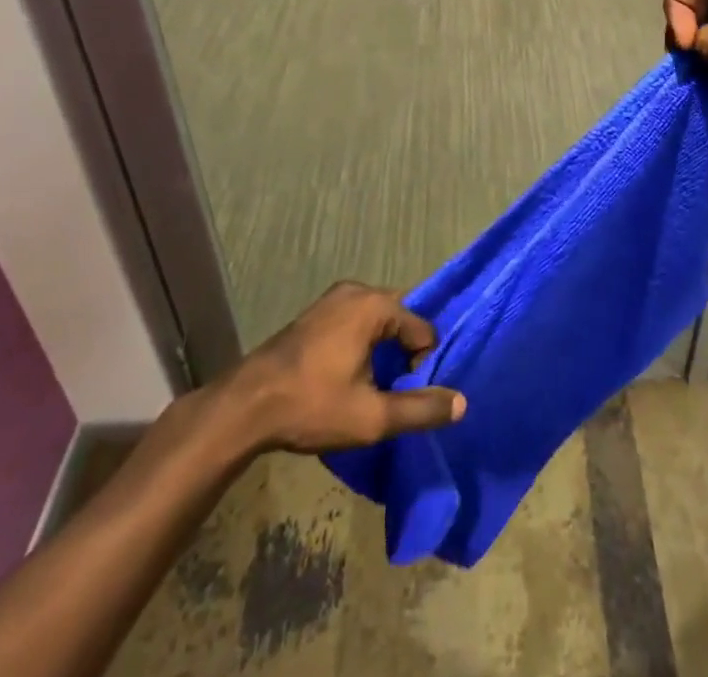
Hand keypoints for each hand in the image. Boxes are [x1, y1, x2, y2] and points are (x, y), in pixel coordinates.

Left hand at [222, 282, 465, 453]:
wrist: (246, 406)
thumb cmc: (312, 405)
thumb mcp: (372, 417)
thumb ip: (420, 409)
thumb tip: (461, 403)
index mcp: (374, 305)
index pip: (422, 328)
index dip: (422, 364)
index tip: (405, 395)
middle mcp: (356, 290)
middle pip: (400, 318)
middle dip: (404, 353)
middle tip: (394, 391)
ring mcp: (332, 299)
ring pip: (377, 320)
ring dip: (383, 350)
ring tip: (374, 388)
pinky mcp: (316, 313)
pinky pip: (355, 320)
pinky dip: (362, 343)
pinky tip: (349, 376)